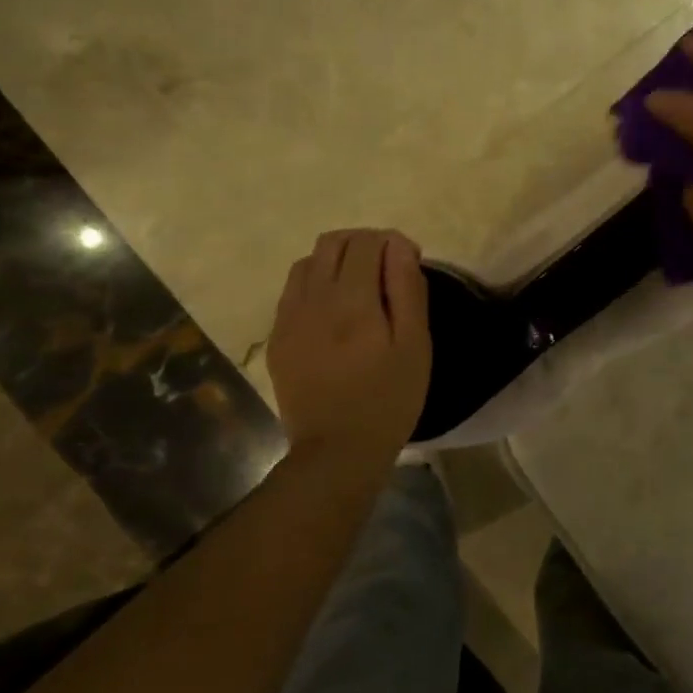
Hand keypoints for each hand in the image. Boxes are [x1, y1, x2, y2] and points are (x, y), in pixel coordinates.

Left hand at [266, 229, 430, 461]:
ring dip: (336, 260)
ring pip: (308, 262)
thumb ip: (407, 290)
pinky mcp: (277, 337)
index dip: (393, 242)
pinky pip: (293, 291)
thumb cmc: (389, 399)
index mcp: (352, 300)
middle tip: (387, 269)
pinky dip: (315, 284)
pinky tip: (334, 311)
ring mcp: (288, 318)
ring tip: (359, 286)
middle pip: (333, 242)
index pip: (367, 242)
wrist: (336, 451)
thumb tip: (400, 246)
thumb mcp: (414, 345)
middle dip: (364, 243)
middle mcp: (313, 299)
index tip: (410, 263)